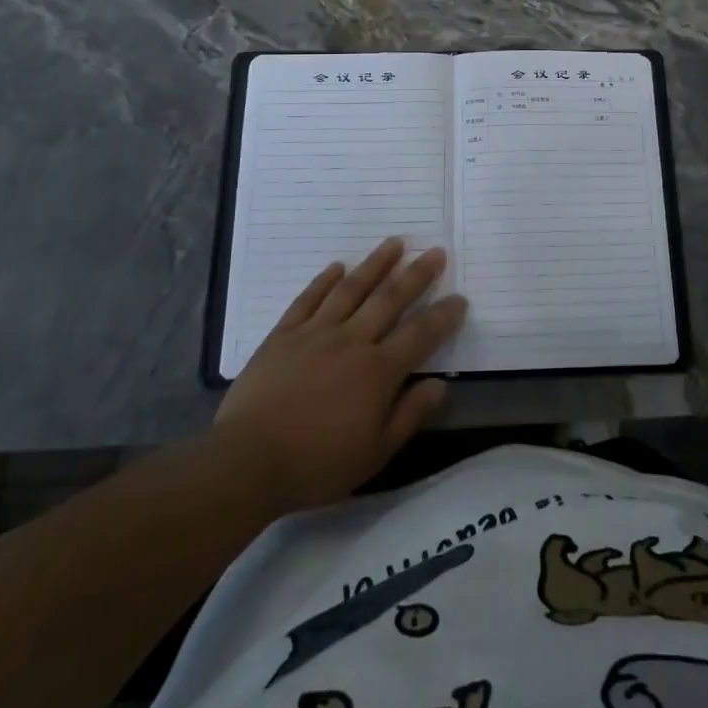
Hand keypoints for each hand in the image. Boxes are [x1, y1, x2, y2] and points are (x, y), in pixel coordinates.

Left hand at [215, 238, 466, 513]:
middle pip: (390, 299)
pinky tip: (337, 266)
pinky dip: (324, 280)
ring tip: (395, 243)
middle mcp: (352, 341)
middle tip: (435, 252)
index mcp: (378, 371)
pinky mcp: (284, 334)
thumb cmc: (317, 464)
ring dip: (376, 264)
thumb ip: (409, 415)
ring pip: (352, 289)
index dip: (443, 316)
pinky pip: (308, 299)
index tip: (459, 299)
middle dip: (417, 275)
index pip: (420, 335)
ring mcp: (315, 333)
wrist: (248, 460)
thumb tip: (440, 384)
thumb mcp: (374, 453)